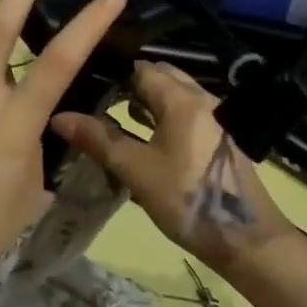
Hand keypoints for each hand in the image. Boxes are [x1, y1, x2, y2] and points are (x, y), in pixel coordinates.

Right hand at [50, 59, 293, 274]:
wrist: (246, 239)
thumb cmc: (187, 200)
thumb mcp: (136, 171)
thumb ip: (99, 140)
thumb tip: (59, 116)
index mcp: (182, 99)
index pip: (142, 68)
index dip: (113, 73)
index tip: (86, 85)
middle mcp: (202, 99)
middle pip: (162, 77)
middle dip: (131, 84)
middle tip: (99, 101)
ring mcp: (216, 118)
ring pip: (176, 96)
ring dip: (149, 101)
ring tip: (118, 118)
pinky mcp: (221, 138)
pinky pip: (188, 113)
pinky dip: (166, 116)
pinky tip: (148, 139)